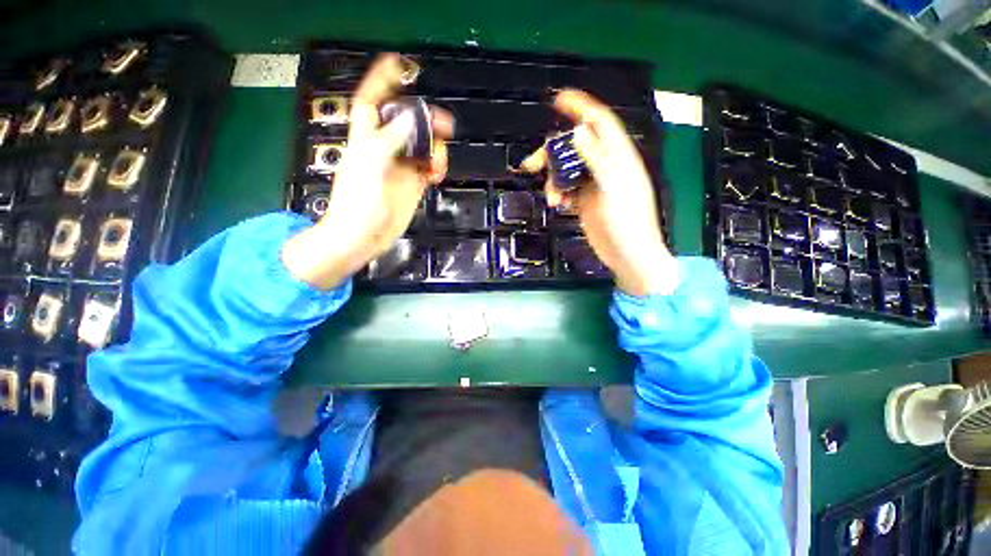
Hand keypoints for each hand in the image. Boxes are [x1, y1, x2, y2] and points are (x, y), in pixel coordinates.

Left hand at [283, 54, 452, 289]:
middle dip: (425, 119)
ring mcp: (400, 168)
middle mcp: (385, 149)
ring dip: (435, 148)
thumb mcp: (371, 167)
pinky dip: (436, 167)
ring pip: (422, 146)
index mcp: (367, 140)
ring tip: (439, 160)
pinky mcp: (412, 184)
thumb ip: (390, 140)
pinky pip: (428, 168)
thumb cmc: (358, 204)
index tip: (397, 65)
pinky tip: (438, 173)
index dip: (382, 82)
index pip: (373, 103)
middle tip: (444, 124)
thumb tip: (411, 118)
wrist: (363, 236)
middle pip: (407, 124)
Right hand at [521, 90, 677, 296]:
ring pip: (566, 171)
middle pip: (574, 149)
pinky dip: (558, 193)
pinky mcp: (584, 202)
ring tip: (551, 198)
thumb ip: (596, 159)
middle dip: (552, 154)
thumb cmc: (627, 223)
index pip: (599, 123)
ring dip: (553, 180)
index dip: (580, 108)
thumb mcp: (613, 188)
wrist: (628, 255)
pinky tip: (556, 204)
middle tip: (531, 164)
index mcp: (617, 158)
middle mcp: (604, 167)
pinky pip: (565, 189)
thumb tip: (577, 133)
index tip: (559, 100)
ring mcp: (593, 185)